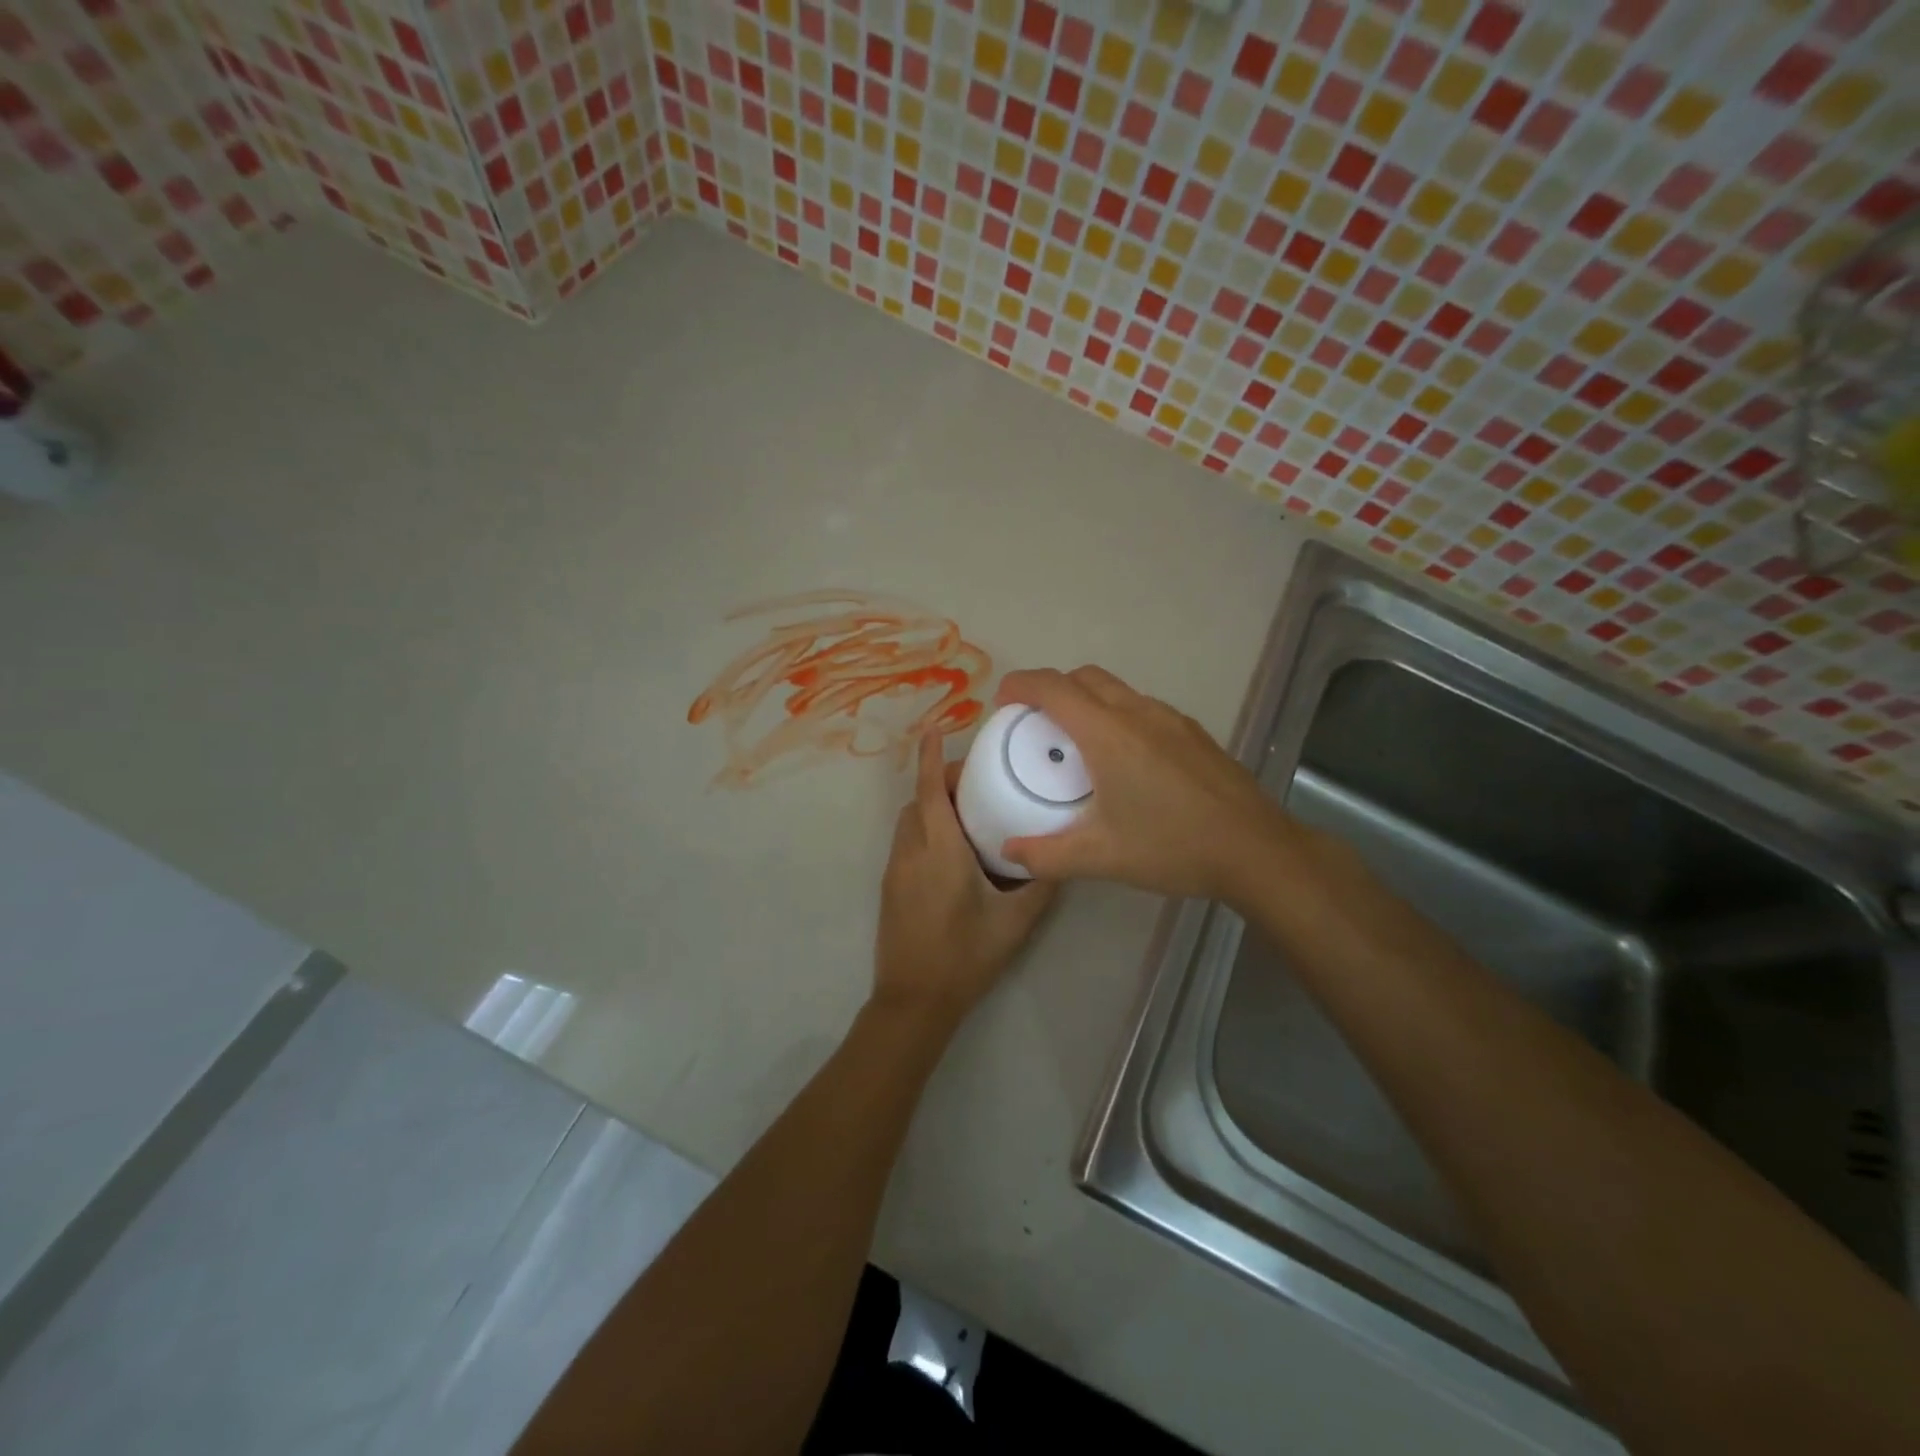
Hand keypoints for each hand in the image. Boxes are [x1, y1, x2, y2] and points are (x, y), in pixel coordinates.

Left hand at [872, 730, 1057, 1027]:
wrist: (914, 1001)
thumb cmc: (966, 956)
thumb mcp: (1015, 922)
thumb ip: (1040, 884)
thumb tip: (1061, 856)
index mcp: (939, 850)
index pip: (929, 790)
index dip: (930, 756)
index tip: (934, 728)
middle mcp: (911, 851)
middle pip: (918, 801)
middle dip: (940, 782)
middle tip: (977, 785)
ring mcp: (896, 870)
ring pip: (909, 821)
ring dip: (931, 807)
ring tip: (970, 817)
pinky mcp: (891, 888)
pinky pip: (907, 843)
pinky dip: (925, 830)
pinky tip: (955, 853)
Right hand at [993, 666, 1291, 900]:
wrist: (1257, 851)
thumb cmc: (1173, 847)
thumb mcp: (1101, 857)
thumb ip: (1046, 855)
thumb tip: (1009, 852)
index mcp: (1108, 734)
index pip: (1052, 687)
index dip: (1019, 685)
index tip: (1001, 704)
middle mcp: (1138, 713)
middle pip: (1084, 677)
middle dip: (1051, 690)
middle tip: (1035, 726)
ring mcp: (1171, 719)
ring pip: (1117, 690)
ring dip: (1087, 702)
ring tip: (1078, 745)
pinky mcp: (1194, 733)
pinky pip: (1143, 708)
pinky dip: (1118, 716)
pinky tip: (1125, 762)